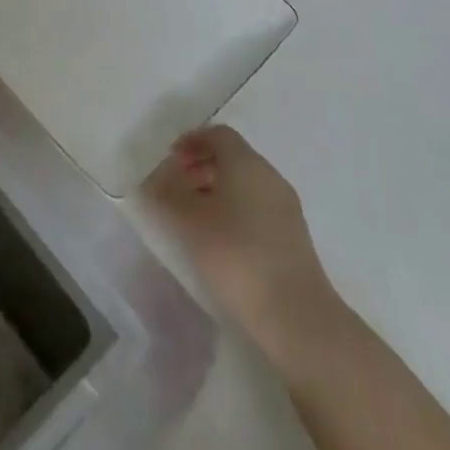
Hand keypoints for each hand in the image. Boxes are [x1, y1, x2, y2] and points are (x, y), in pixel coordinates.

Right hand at [145, 125, 341, 367]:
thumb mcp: (190, 224)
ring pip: (245, 183)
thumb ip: (167, 196)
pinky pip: (257, 206)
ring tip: (194, 218)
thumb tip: (153, 181)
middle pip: (232, 157)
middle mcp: (269, 176)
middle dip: (201, 167)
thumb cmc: (237, 256)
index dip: (192, 141)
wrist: (296, 315)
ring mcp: (285, 206)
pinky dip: (234, 210)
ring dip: (217, 190)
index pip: (218, 135)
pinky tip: (220, 240)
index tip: (170, 159)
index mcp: (246, 163)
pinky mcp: (293, 236)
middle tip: (176, 188)